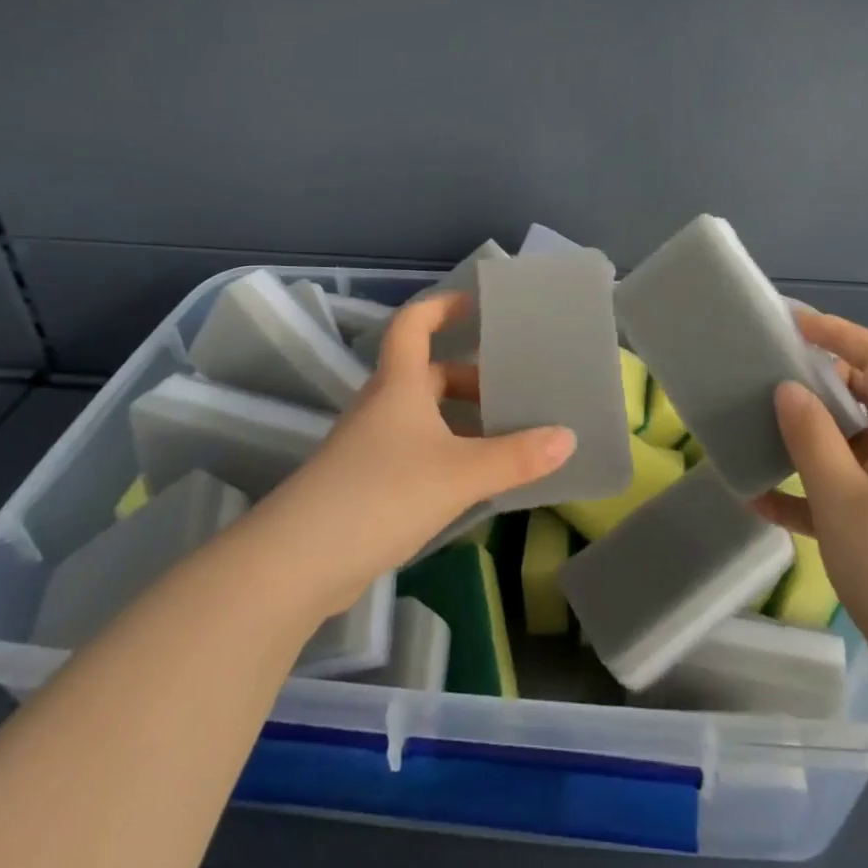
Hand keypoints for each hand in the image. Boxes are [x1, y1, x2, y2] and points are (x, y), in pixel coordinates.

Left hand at [249, 290, 574, 613]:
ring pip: (423, 418)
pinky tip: (474, 482)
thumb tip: (568, 437)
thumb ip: (516, 457)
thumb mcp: (459, 473)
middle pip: (427, 375)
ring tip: (506, 437)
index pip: (413, 324)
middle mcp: (382, 407)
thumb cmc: (382, 493)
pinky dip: (447, 455)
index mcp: (399, 386)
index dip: (441, 306)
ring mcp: (370, 447)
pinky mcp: (366, 485)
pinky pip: (416, 453)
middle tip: (512, 390)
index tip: (475, 304)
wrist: (299, 563)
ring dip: (461, 421)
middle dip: (469, 378)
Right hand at [751, 311, 867, 706]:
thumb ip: (812, 438)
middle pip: (867, 397)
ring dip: (808, 439)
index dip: (841, 333)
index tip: (794, 326)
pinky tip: (764, 503)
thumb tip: (789, 389)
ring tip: (757, 431)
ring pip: (852, 446)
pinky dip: (811, 491)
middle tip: (768, 376)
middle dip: (819, 381)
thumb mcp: (844, 499)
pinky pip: (849, 493)